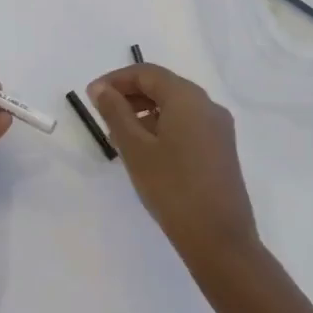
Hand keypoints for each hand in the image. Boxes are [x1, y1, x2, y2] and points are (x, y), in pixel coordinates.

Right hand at [88, 63, 257, 267]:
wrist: (219, 239)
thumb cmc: (172, 188)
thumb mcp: (135, 148)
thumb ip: (115, 112)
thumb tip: (101, 88)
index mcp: (187, 98)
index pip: (147, 73)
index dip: (116, 80)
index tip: (91, 96)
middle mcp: (207, 105)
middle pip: (163, 86)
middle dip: (130, 96)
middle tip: (102, 116)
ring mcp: (218, 128)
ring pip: (175, 106)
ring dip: (144, 113)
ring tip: (119, 137)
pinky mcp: (221, 149)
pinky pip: (187, 124)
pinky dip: (163, 127)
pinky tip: (146, 152)